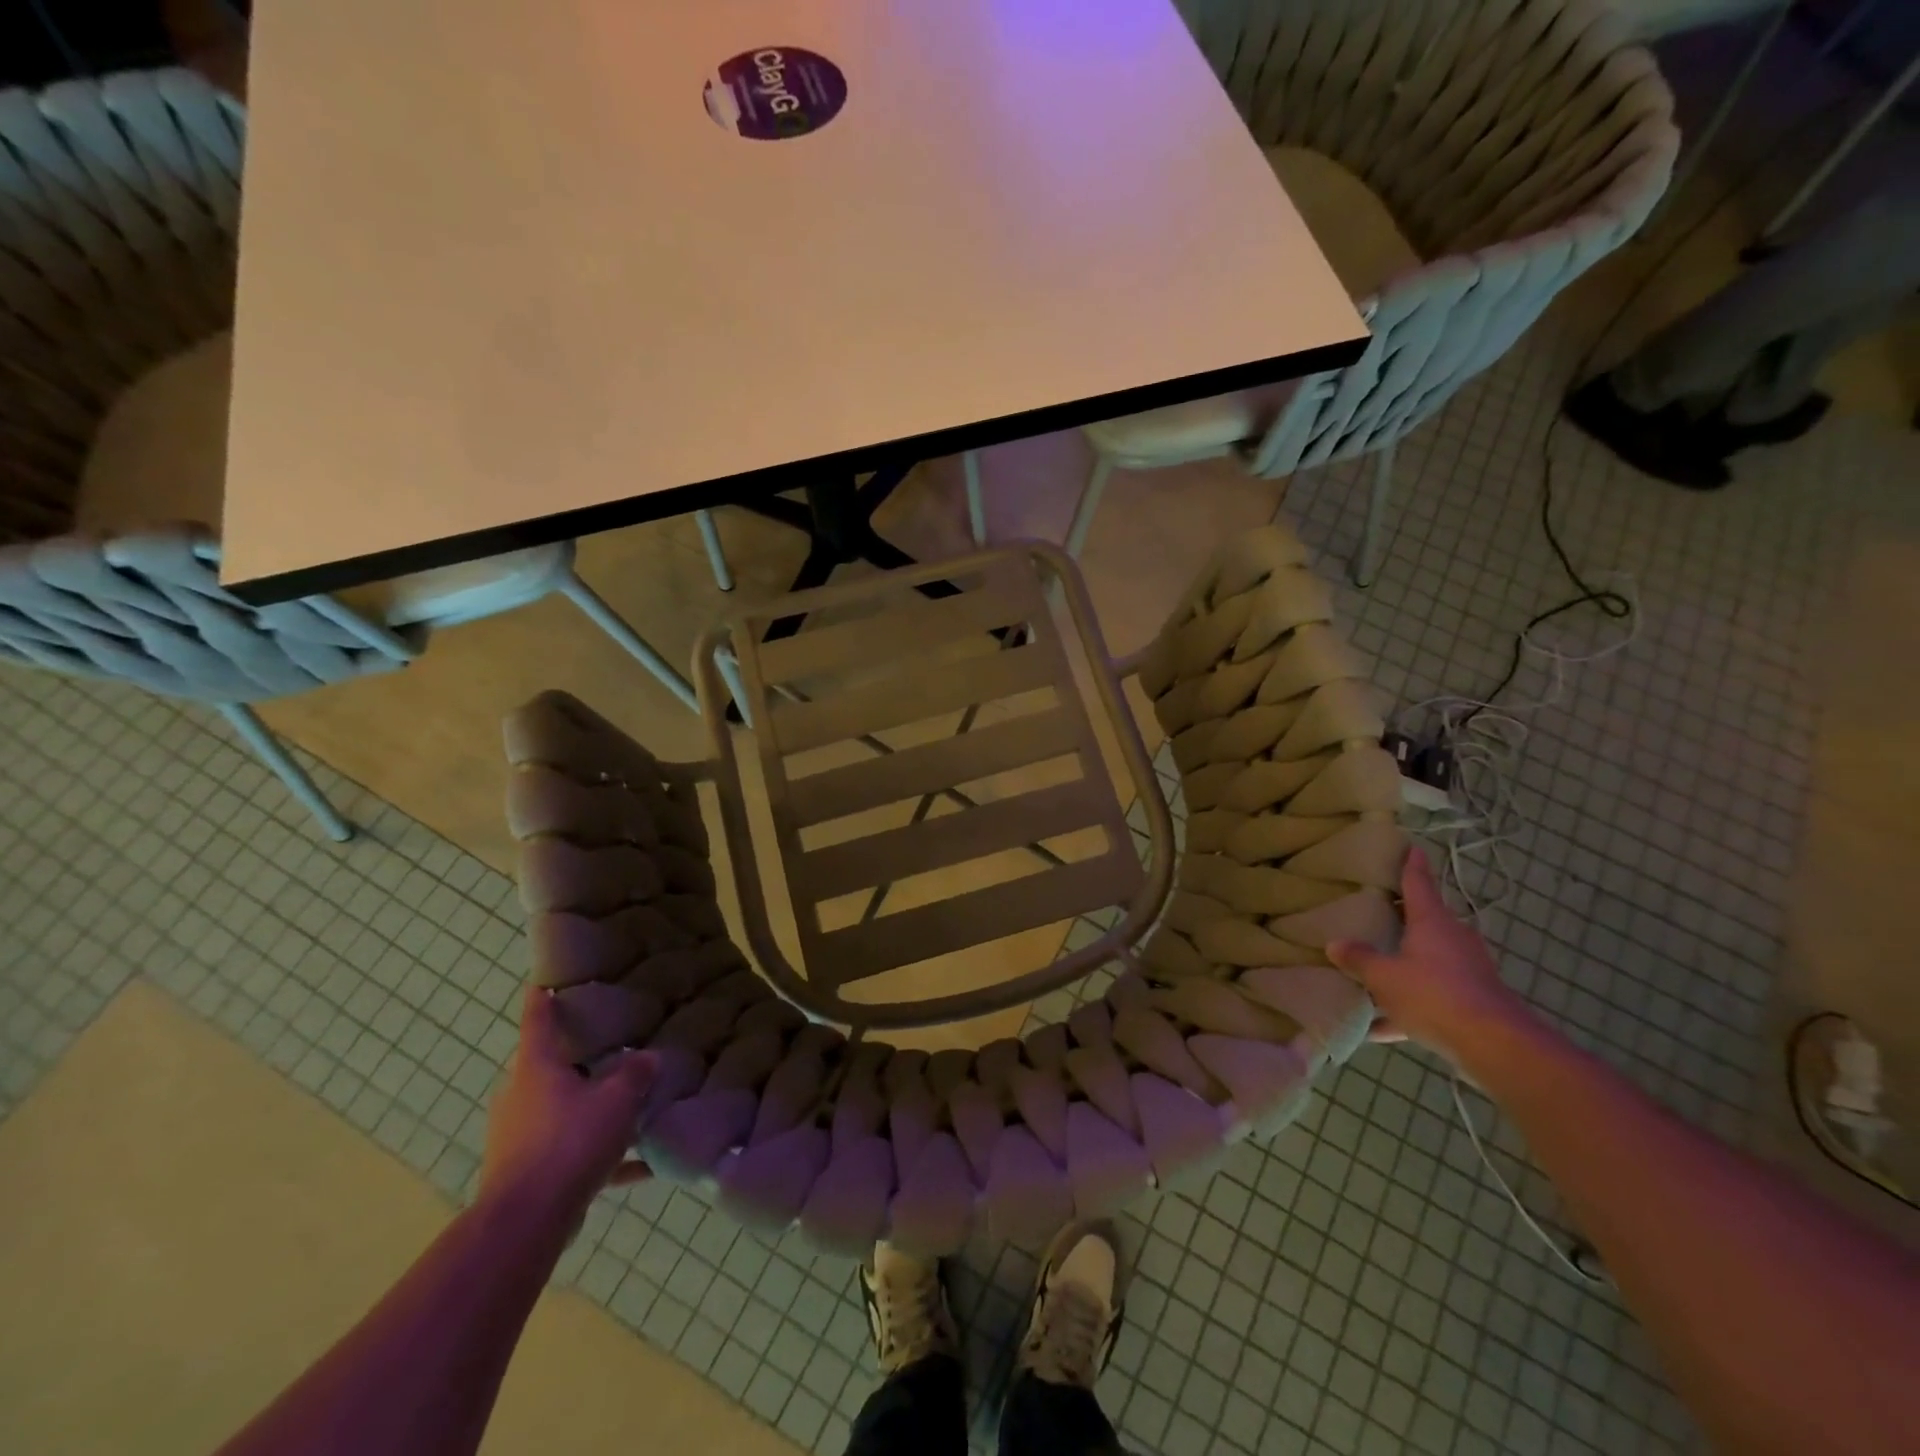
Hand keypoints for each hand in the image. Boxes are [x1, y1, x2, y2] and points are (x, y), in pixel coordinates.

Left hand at [479, 987, 654, 1224]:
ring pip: (559, 1110)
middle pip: (547, 1067)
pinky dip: (601, 1156)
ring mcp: (518, 1136)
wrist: (526, 1222)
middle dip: (576, 1060)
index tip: (542, 983)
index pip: (538, 1020)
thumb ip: (635, 1075)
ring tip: (629, 1108)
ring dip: (590, 1108)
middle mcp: (520, 1096)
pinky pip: (570, 1154)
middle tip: (608, 1047)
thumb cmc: (568, 1143)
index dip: (542, 999)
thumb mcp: (616, 1101)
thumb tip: (648, 1057)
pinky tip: (641, 1168)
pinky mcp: (527, 1173)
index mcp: (536, 1067)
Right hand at [1328, 850, 1534, 1064]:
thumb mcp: (1384, 976)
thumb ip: (1359, 959)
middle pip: (1424, 922)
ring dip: (1403, 966)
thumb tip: (1335, 944)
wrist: (1494, 1045)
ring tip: (1370, 972)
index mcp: (1432, 922)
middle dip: (1402, 919)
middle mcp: (1453, 939)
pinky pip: (1431, 998)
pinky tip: (1376, 1028)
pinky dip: (1406, 1008)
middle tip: (1375, 912)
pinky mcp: (1471, 1002)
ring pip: (1427, 961)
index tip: (1412, 847)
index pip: (1419, 883)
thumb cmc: (1434, 994)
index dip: (1412, 865)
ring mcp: (1466, 971)